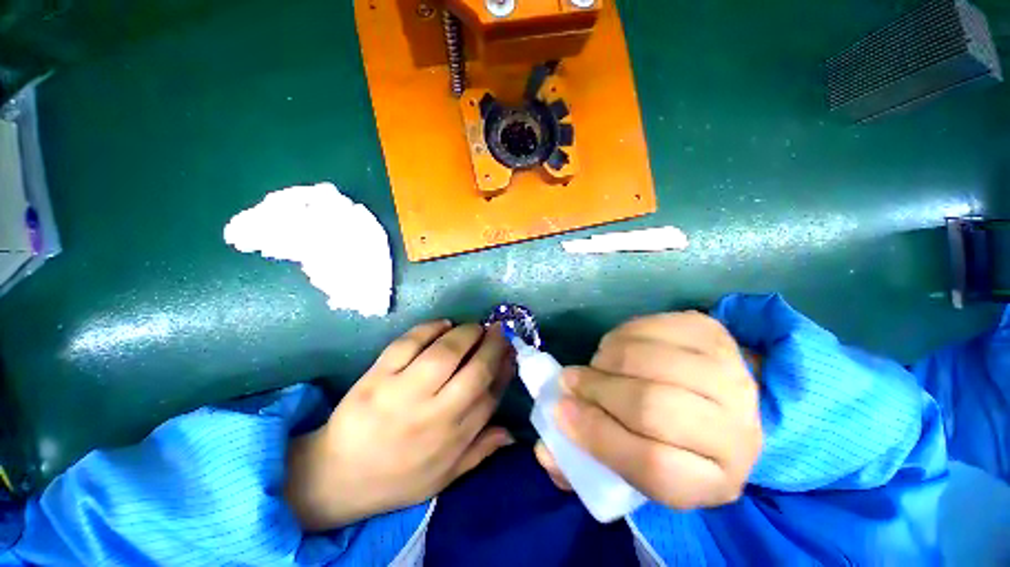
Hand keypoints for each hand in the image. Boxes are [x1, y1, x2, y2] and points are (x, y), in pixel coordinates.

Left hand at [285, 321, 514, 530]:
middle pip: (475, 370)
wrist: (337, 476)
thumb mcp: (444, 476)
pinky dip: (430, 328)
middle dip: (493, 344)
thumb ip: (480, 451)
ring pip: (445, 352)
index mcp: (452, 437)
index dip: (506, 368)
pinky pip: (408, 343)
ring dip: (467, 333)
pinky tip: (444, 324)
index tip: (512, 352)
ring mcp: (402, 392)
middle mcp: (433, 413)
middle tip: (498, 331)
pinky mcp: (377, 376)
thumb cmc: (397, 478)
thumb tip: (512, 432)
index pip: (491, 394)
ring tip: (474, 328)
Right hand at [535, 312, 761, 509]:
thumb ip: (586, 460)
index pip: (653, 467)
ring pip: (651, 361)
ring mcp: (729, 374)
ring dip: (608, 360)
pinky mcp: (713, 333)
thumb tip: (544, 452)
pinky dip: (623, 334)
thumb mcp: (634, 462)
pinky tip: (618, 346)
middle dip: (598, 390)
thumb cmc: (668, 436)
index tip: (561, 412)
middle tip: (571, 381)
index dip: (598, 436)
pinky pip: (653, 327)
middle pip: (653, 407)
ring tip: (597, 365)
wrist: (716, 397)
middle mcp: (736, 432)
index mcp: (713, 480)